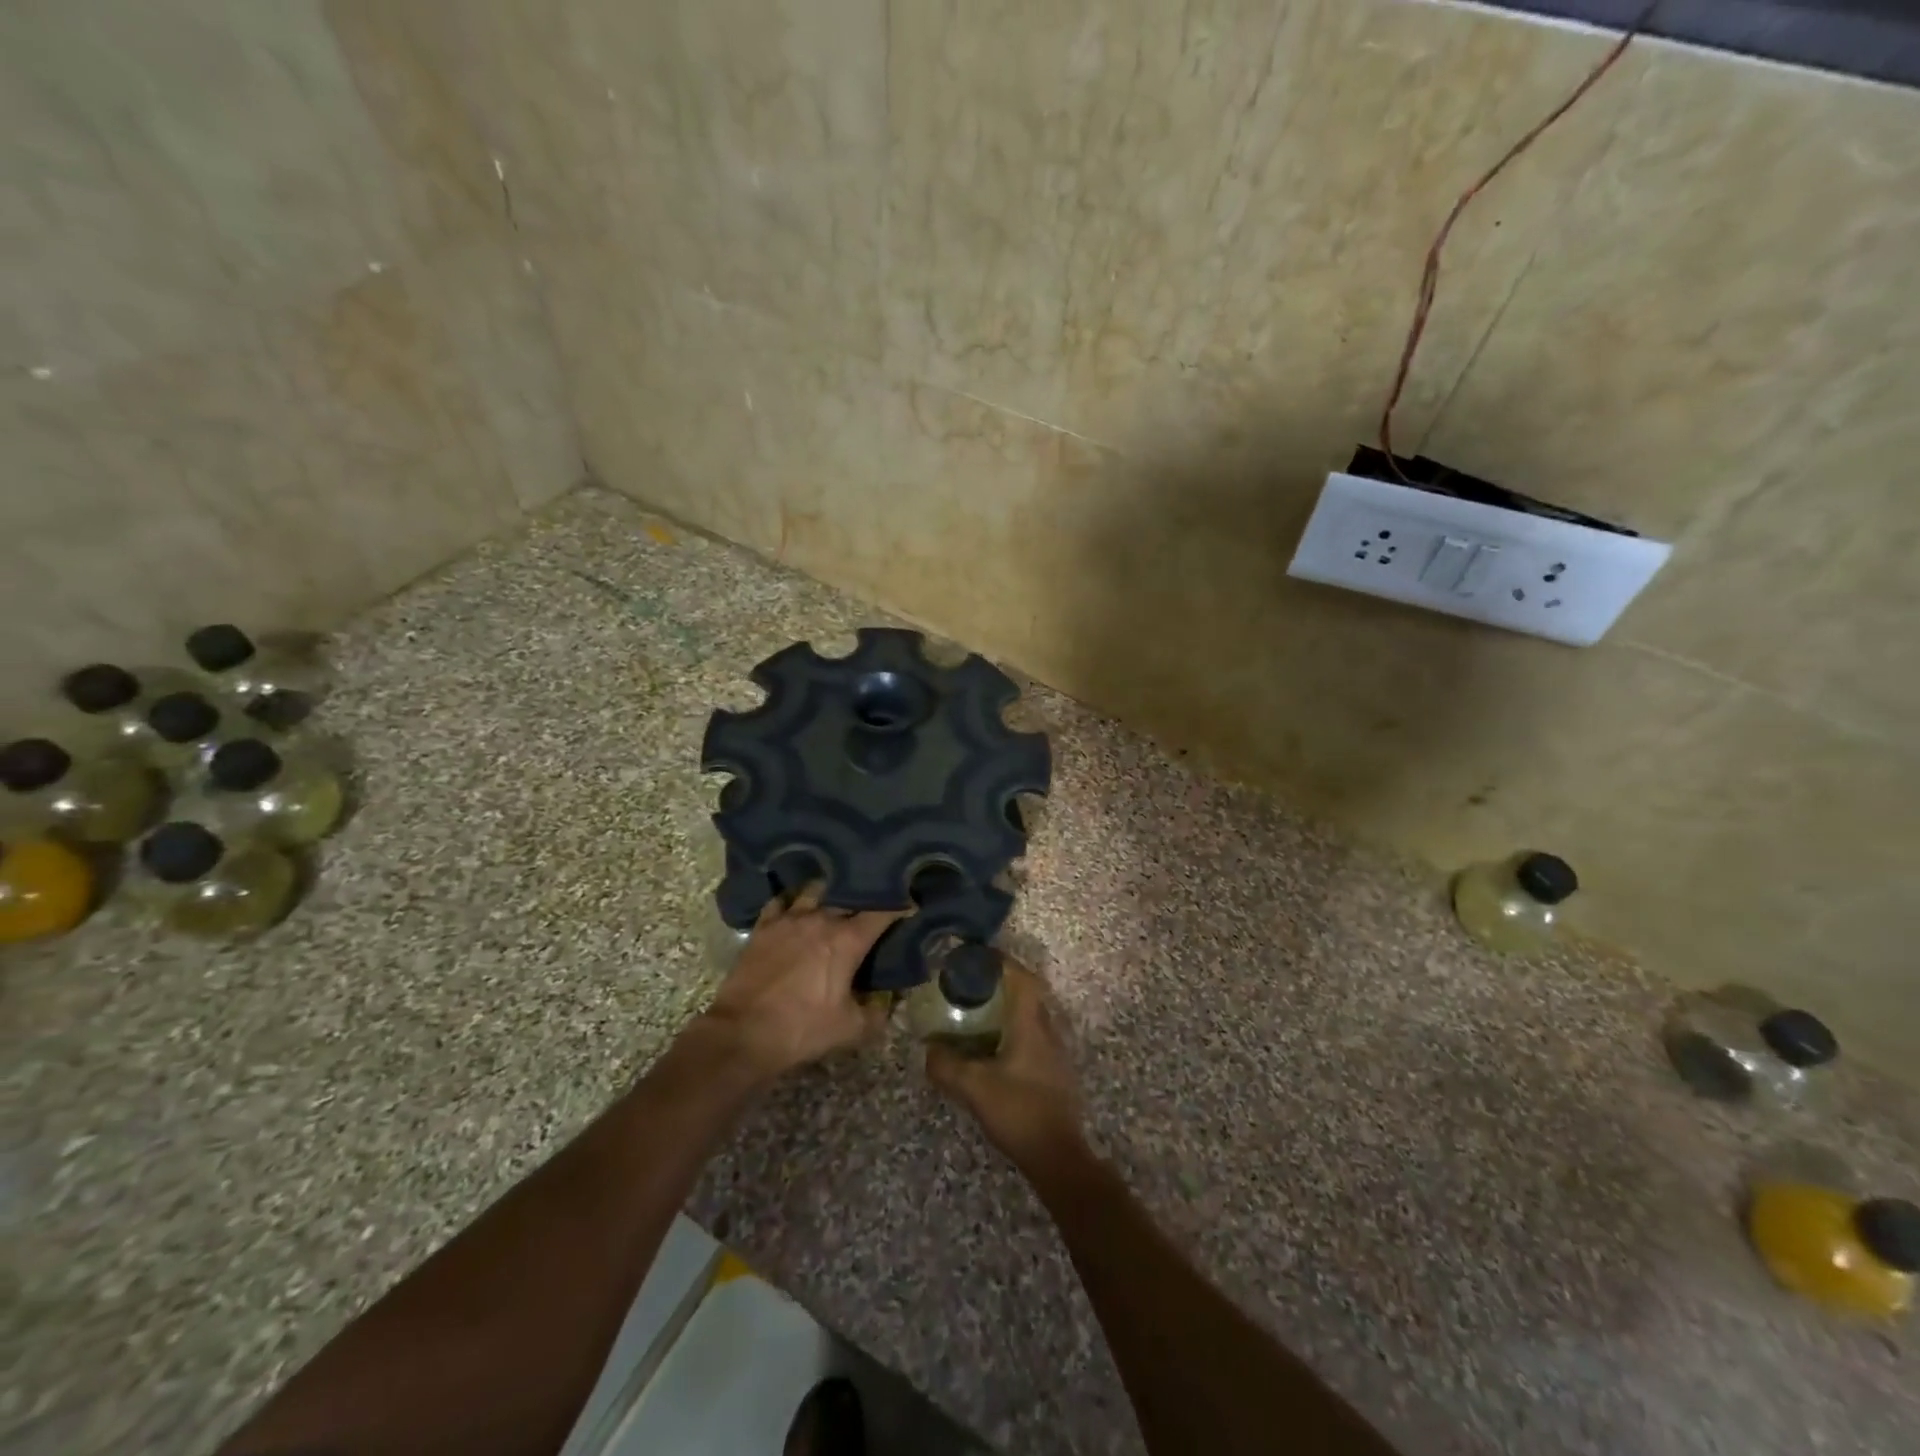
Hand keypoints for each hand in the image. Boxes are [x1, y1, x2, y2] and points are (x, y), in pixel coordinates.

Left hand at [700, 884, 903, 1080]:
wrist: (743, 1033)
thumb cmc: (802, 1029)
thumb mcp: (851, 1029)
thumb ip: (878, 1012)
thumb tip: (892, 1000)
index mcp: (847, 939)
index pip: (882, 912)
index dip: (900, 907)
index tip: (911, 905)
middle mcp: (821, 919)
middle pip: (850, 896)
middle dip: (866, 898)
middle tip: (875, 903)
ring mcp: (789, 918)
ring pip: (816, 890)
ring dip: (830, 894)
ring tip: (837, 898)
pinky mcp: (764, 926)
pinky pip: (781, 901)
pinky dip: (793, 900)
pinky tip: (796, 905)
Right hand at [926, 959, 1084, 1164]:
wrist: (1058, 1156)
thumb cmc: (1019, 1111)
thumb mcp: (974, 1088)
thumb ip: (946, 1066)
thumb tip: (929, 1049)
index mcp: (1031, 1024)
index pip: (1022, 978)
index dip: (1002, 963)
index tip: (978, 958)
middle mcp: (1047, 1030)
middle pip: (1029, 993)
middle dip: (1002, 984)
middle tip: (973, 986)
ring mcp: (1055, 1052)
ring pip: (1032, 1016)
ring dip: (1009, 1009)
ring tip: (979, 1014)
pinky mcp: (1055, 1071)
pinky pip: (1034, 1036)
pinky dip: (1014, 1031)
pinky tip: (995, 1048)